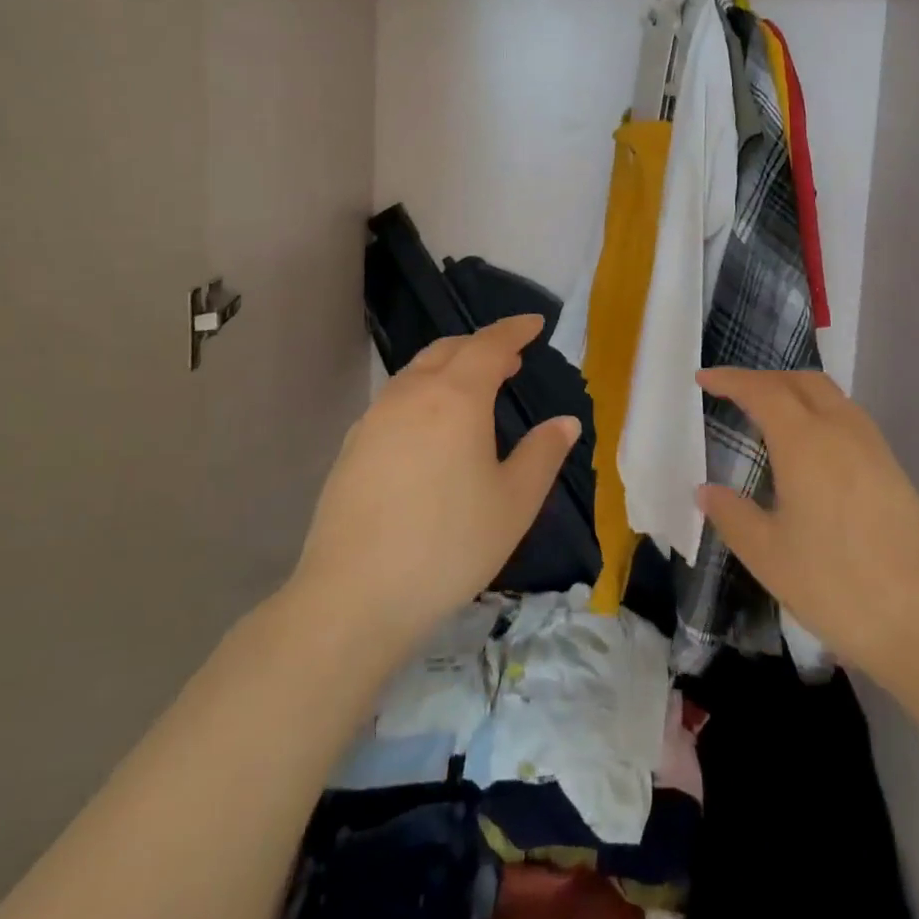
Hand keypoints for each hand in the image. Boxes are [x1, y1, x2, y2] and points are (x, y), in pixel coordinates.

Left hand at [291, 315, 578, 662]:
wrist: (355, 594)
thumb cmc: (449, 545)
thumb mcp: (514, 503)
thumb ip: (543, 454)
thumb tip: (566, 422)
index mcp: (456, 397)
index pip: (490, 344)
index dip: (514, 330)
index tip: (535, 324)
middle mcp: (412, 394)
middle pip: (449, 350)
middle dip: (482, 346)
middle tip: (510, 359)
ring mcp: (376, 417)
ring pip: (418, 371)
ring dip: (450, 367)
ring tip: (473, 388)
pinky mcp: (353, 445)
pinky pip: (397, 398)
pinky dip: (424, 392)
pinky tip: (430, 427)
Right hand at [696, 368, 918, 682]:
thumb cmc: (835, 586)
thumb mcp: (767, 556)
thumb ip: (731, 515)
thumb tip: (706, 491)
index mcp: (806, 443)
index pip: (762, 391)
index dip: (730, 380)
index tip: (703, 379)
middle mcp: (841, 432)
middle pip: (801, 381)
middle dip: (764, 378)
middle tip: (733, 393)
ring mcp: (874, 448)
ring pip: (830, 396)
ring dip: (795, 391)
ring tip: (769, 415)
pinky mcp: (893, 470)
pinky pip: (849, 418)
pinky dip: (819, 412)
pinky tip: (810, 448)